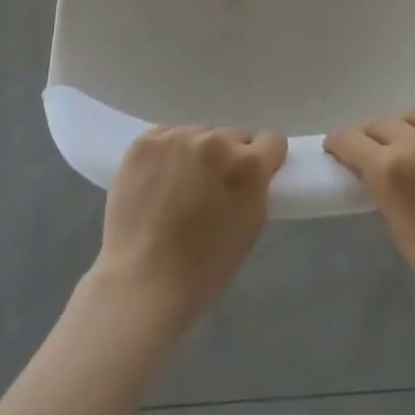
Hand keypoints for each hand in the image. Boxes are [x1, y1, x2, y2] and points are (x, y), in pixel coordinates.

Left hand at [91, 126, 287, 329]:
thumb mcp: (251, 225)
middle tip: (212, 188)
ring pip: (199, 134)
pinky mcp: (145, 141)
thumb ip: (257, 187)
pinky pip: (166, 136)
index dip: (265, 160)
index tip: (253, 177)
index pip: (271, 140)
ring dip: (196, 154)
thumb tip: (253, 169)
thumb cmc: (204, 266)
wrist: (143, 280)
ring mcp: (177, 137)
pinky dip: (166, 154)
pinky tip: (157, 180)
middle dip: (228, 157)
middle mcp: (215, 141)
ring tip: (179, 187)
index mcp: (247, 164)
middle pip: (233, 135)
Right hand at [326, 103, 414, 331]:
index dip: (340, 143)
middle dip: (374, 137)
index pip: (350, 139)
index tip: (340, 149)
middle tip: (380, 152)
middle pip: (383, 123)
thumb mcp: (397, 227)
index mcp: (390, 170)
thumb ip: (382, 188)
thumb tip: (373, 167)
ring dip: (412, 127)